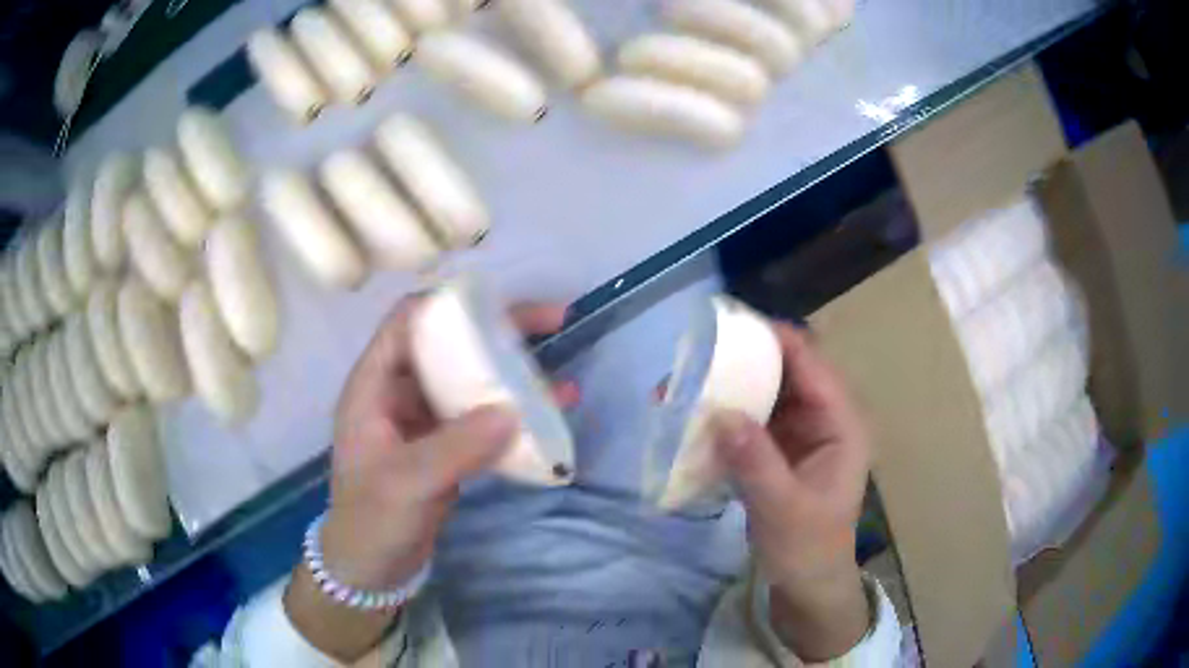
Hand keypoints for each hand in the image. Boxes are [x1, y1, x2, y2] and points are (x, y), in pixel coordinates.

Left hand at [285, 296, 572, 660]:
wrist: (372, 568)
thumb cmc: (372, 520)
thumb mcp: (406, 484)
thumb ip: (455, 448)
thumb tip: (512, 411)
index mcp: (373, 385)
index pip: (407, 321)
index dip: (449, 303)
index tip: (501, 304)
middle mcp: (398, 392)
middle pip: (448, 344)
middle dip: (497, 333)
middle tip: (552, 325)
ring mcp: (424, 419)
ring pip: (470, 381)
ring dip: (513, 377)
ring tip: (561, 382)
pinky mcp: (445, 445)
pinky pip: (481, 419)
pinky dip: (513, 416)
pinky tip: (547, 420)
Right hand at [712, 324, 870, 661]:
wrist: (807, 584)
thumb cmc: (807, 548)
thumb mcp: (782, 508)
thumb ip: (756, 461)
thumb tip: (720, 412)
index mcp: (841, 423)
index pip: (811, 363)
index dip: (775, 338)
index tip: (729, 325)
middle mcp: (824, 418)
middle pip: (787, 370)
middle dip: (747, 358)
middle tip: (700, 351)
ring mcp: (802, 433)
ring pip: (768, 392)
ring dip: (734, 384)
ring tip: (691, 376)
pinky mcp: (780, 449)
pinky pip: (755, 418)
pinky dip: (729, 412)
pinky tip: (698, 412)